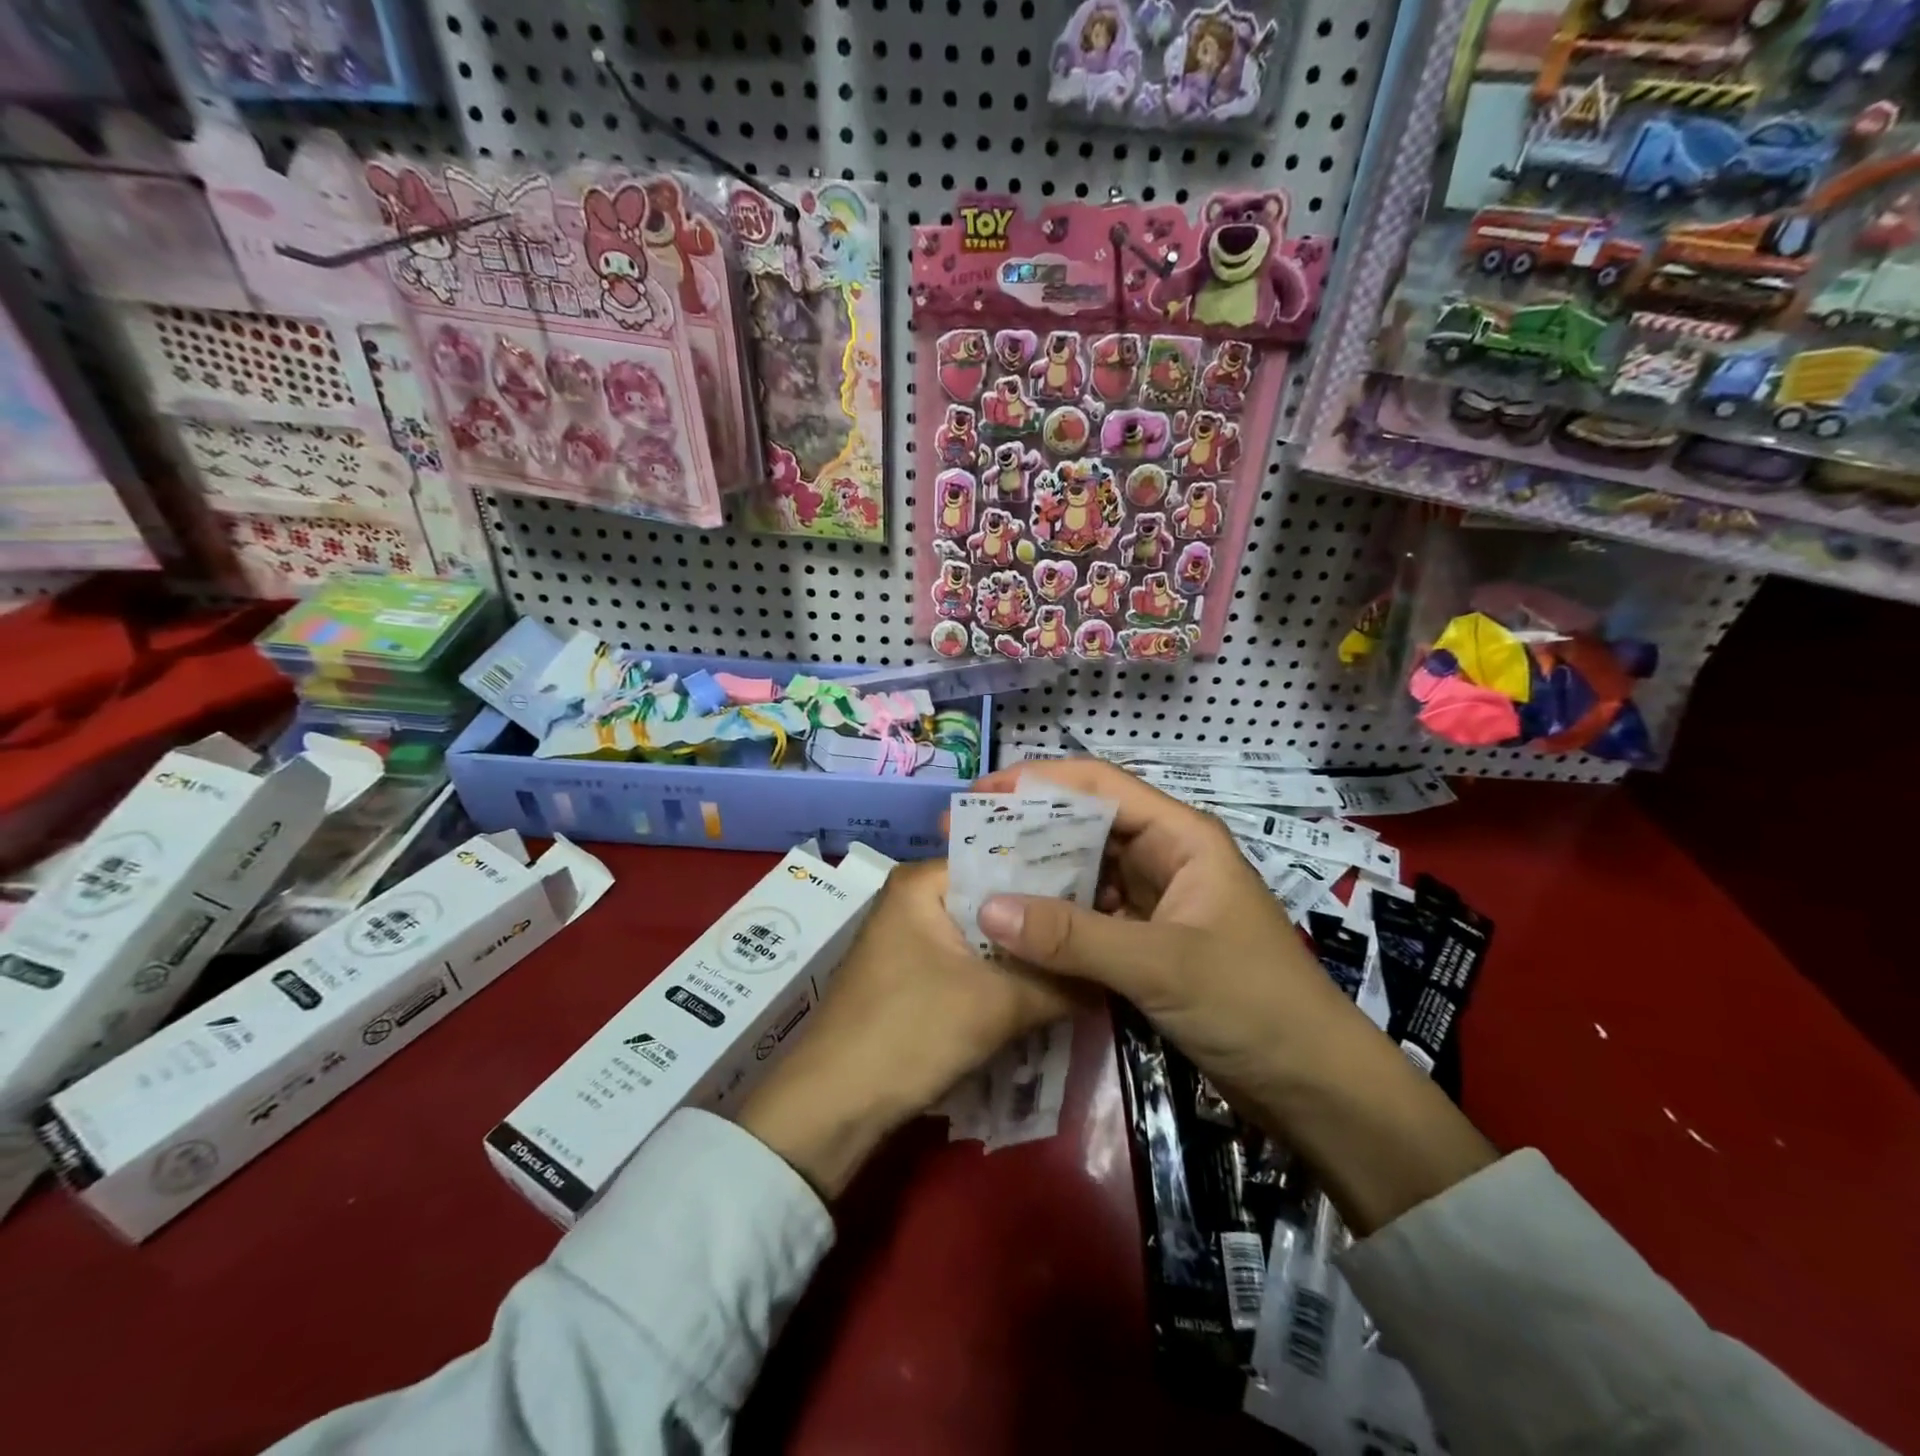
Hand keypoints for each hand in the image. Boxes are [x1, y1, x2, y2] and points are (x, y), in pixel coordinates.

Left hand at [736, 859, 1072, 1198]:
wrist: (831, 1109)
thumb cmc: (909, 1033)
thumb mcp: (996, 1006)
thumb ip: (1060, 983)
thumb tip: (1113, 974)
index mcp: (922, 882)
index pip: (1002, 860)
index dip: (1054, 879)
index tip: (1105, 897)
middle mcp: (914, 900)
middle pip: (995, 902)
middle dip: (1043, 924)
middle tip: (1103, 931)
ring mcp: (911, 940)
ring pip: (986, 938)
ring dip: (1026, 957)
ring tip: (1086, 960)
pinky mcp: (914, 978)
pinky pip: (970, 966)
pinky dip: (1003, 979)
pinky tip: (1046, 991)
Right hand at [970, 757, 1352, 1103]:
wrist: (1314, 1088)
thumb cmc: (1252, 1005)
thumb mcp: (1160, 965)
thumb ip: (1072, 937)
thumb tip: (985, 908)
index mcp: (1180, 836)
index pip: (1099, 785)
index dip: (1037, 782)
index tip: (979, 796)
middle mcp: (1165, 857)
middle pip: (1085, 826)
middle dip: (1026, 830)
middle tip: (962, 842)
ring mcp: (1156, 901)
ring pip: (1084, 872)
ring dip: (1035, 877)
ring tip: (976, 881)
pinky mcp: (1147, 942)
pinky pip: (1089, 916)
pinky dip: (1053, 920)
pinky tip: (1013, 928)